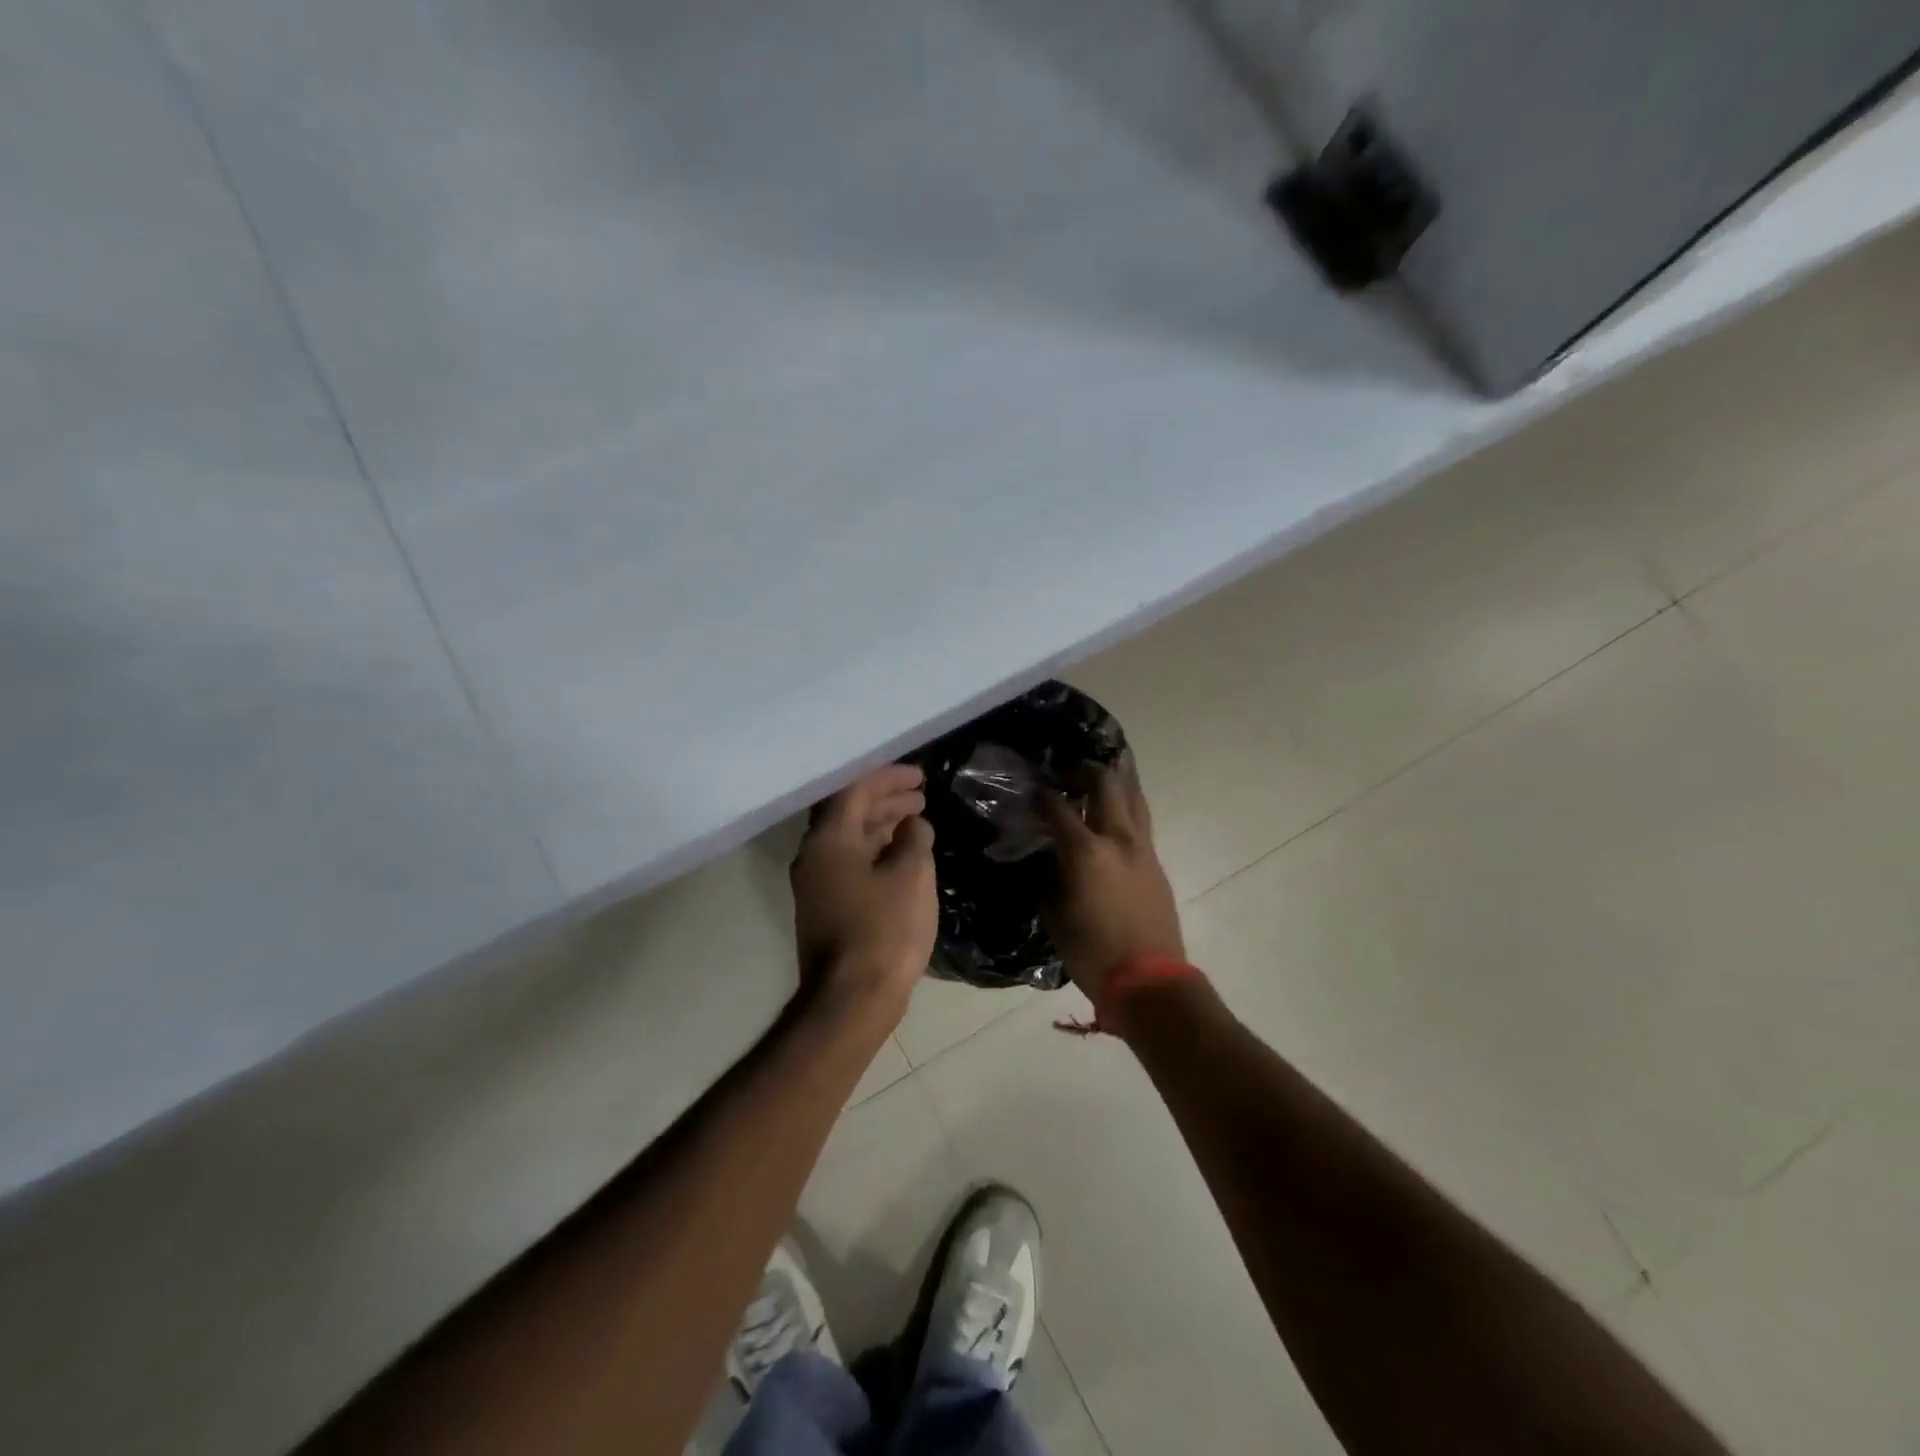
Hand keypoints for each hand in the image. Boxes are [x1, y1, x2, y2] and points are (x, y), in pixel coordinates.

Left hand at [791, 764, 937, 1020]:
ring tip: (917, 821)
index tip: (919, 776)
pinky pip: (851, 863)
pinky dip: (877, 851)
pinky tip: (902, 856)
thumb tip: (913, 825)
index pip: (855, 790)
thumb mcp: (911, 875)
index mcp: (829, 840)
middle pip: (849, 812)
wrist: (852, 1000)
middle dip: (886, 800)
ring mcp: (817, 884)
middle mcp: (814, 856)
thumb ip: (914, 839)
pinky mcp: (826, 908)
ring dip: (883, 825)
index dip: (888, 778)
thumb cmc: (884, 930)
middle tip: (921, 796)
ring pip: (850, 839)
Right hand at [1039, 754, 1183, 1003]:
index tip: (1031, 790)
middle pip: (1105, 783)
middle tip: (1066, 773)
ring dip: (1114, 780)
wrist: (1149, 980)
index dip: (1041, 795)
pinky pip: (1140, 820)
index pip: (1058, 807)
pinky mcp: (1156, 862)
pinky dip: (1126, 806)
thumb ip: (1050, 875)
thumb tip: (1049, 855)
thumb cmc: (1092, 952)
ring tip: (1096, 780)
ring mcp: (1142, 848)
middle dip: (1084, 770)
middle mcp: (1118, 838)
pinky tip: (1112, 813)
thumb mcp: (1055, 913)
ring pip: (1133, 795)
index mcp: (1086, 851)